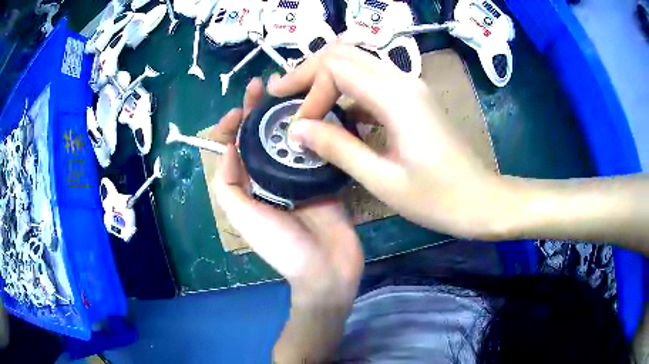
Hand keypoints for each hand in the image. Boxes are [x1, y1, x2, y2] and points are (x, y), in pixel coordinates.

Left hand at [211, 78, 363, 298]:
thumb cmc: (283, 246)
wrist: (327, 267)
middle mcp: (272, 176)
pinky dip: (315, 129)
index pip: (237, 147)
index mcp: (250, 185)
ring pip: (291, 137)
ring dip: (288, 113)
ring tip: (291, 88)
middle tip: (265, 84)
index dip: (235, 125)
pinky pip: (317, 148)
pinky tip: (318, 109)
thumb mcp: (244, 218)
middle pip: (263, 136)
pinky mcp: (325, 176)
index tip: (241, 107)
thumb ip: (228, 184)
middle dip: (260, 110)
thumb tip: (227, 146)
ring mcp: (300, 175)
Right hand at [268, 43, 510, 239]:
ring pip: (357, 63)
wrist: (482, 200)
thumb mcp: (382, 180)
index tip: (297, 125)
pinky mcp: (412, 99)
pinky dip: (346, 91)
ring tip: (300, 102)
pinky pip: (371, 82)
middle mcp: (402, 80)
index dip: (309, 90)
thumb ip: (338, 148)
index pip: (336, 67)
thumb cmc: (438, 198)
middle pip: (344, 53)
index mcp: (396, 97)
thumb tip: (296, 129)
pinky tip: (334, 114)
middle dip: (308, 71)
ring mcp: (409, 87)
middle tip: (281, 94)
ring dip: (325, 78)